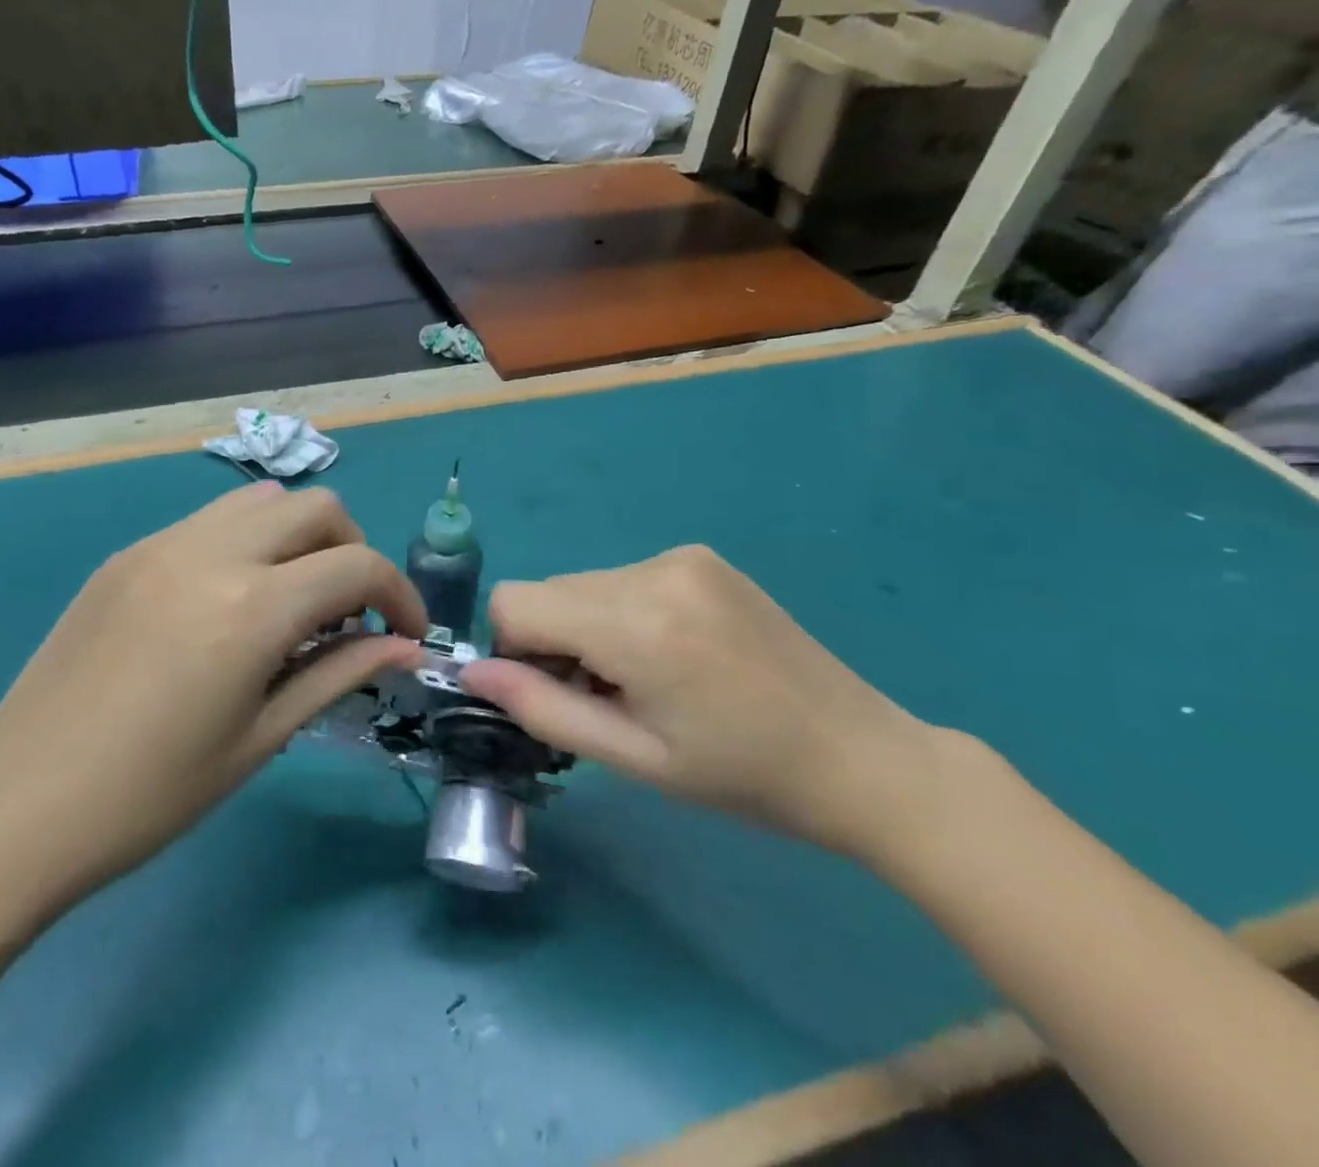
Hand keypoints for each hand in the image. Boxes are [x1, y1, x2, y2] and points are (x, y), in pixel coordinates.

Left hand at [0, 484, 426, 926]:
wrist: (17, 809)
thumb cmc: (150, 796)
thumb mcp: (260, 739)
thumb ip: (338, 674)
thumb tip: (402, 647)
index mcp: (251, 607)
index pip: (357, 566)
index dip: (399, 595)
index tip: (406, 633)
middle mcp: (211, 553)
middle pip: (316, 509)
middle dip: (353, 550)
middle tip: (350, 613)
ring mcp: (161, 545)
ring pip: (261, 502)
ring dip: (299, 537)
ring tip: (292, 599)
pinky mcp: (126, 555)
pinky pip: (208, 523)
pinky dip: (246, 542)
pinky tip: (230, 602)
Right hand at [462, 545, 943, 858]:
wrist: (860, 757)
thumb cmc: (742, 777)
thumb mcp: (634, 758)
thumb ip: (542, 709)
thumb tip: (473, 675)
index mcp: (637, 623)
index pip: (515, 603)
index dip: (514, 652)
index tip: (555, 693)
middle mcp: (652, 570)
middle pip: (548, 591)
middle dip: (552, 642)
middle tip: (605, 697)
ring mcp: (680, 556)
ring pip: (582, 585)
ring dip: (587, 628)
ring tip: (645, 680)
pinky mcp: (699, 556)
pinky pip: (622, 578)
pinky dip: (620, 613)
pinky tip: (671, 654)